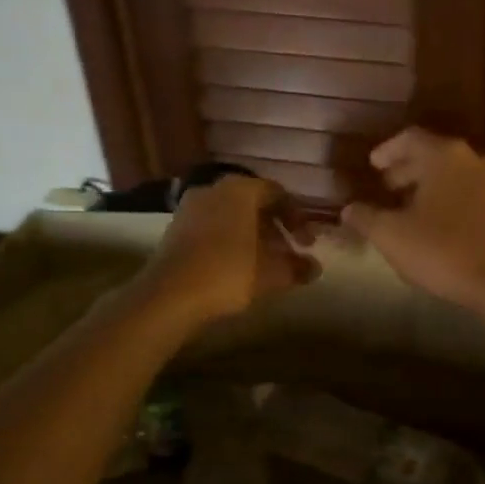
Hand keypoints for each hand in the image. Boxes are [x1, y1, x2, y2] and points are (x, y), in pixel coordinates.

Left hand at [137, 173, 318, 328]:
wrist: (169, 294)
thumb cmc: (228, 273)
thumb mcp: (271, 273)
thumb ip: (296, 267)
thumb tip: (315, 268)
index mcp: (240, 189)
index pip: (277, 193)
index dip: (297, 218)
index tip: (307, 244)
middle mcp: (214, 189)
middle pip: (253, 203)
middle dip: (274, 227)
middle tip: (288, 252)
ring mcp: (190, 207)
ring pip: (231, 215)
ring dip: (251, 235)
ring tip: (264, 262)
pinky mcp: (175, 228)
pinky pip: (212, 226)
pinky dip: (229, 240)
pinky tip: (237, 265)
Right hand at [340, 129, 484, 313]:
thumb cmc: (444, 251)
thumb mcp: (392, 236)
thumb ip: (366, 218)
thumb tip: (348, 209)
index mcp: (444, 156)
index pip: (409, 138)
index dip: (387, 150)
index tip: (372, 165)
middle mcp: (473, 159)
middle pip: (434, 155)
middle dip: (407, 170)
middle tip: (387, 188)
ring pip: (454, 175)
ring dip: (429, 187)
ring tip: (409, 209)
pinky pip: (471, 193)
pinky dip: (450, 200)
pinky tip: (438, 225)